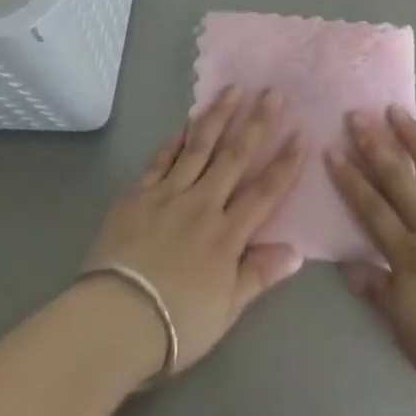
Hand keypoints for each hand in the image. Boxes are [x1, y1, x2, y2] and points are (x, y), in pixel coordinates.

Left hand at [81, 87, 305, 376]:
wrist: (114, 320)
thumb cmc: (175, 325)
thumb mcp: (226, 310)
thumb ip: (259, 275)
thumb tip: (296, 251)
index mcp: (228, 234)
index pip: (265, 191)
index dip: (286, 163)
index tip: (301, 134)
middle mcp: (203, 204)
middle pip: (235, 156)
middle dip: (258, 122)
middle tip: (273, 92)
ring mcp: (169, 195)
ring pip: (199, 147)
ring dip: (219, 116)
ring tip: (233, 89)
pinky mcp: (138, 195)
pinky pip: (162, 160)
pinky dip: (176, 141)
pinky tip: (186, 125)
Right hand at [328, 108, 415, 405]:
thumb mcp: (407, 332)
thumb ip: (380, 294)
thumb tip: (348, 266)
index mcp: (408, 256)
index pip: (371, 209)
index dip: (351, 179)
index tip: (333, 150)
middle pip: (398, 180)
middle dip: (374, 146)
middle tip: (357, 115)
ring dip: (414, 139)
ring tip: (397, 111)